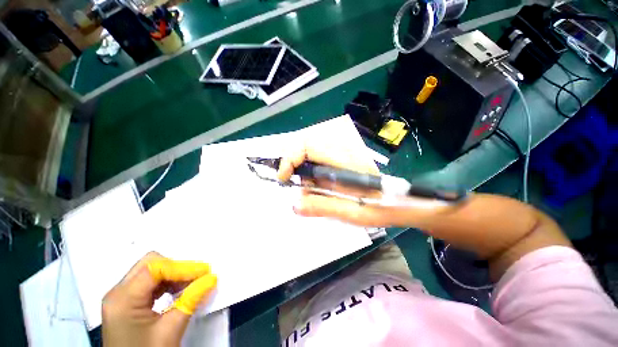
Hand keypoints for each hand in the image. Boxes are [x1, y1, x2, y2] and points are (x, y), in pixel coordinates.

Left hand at [102, 252, 216, 346]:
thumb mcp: (170, 330)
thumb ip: (191, 300)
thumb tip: (212, 278)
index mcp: (123, 298)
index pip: (155, 268)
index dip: (183, 267)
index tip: (205, 272)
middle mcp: (117, 293)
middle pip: (150, 264)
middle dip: (177, 268)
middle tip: (197, 277)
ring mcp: (120, 298)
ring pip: (150, 271)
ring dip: (173, 275)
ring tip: (191, 285)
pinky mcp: (125, 304)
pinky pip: (148, 283)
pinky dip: (166, 284)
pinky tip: (177, 292)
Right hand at [278, 144, 570, 279]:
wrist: (410, 201)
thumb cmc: (384, 208)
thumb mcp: (352, 213)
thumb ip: (322, 206)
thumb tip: (293, 203)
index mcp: (343, 160)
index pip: (306, 144)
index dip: (289, 158)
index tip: (283, 178)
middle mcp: (341, 151)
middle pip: (306, 144)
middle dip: (292, 162)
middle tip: (291, 183)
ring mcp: (343, 154)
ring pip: (312, 151)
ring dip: (301, 167)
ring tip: (304, 187)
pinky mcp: (345, 160)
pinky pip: (320, 160)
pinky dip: (310, 170)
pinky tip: (317, 186)